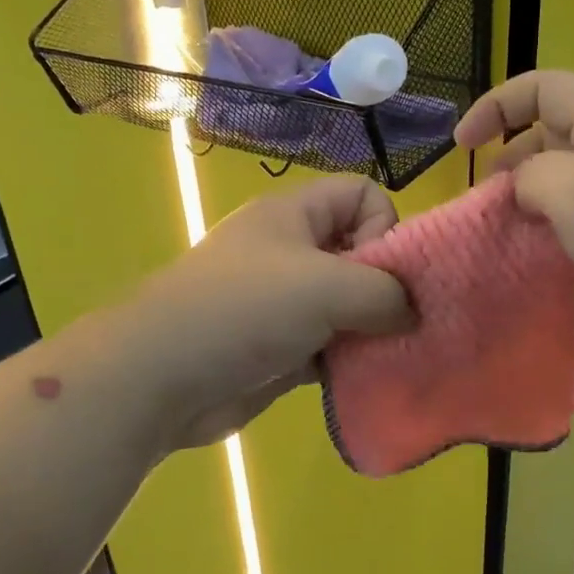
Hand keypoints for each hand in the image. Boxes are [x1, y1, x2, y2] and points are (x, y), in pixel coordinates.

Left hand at [124, 175, 411, 452]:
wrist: (160, 378)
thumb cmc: (244, 310)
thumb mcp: (327, 286)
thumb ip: (385, 292)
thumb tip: (413, 312)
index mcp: (294, 215)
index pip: (361, 193)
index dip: (384, 225)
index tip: (382, 271)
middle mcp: (291, 252)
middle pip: (360, 251)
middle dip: (386, 286)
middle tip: (397, 322)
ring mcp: (283, 302)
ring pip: (348, 305)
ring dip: (372, 330)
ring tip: (387, 355)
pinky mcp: (280, 349)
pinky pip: (331, 346)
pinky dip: (349, 361)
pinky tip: (362, 380)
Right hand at [456, 70, 573, 401]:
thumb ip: (535, 175)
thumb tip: (521, 187)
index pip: (546, 90)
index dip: (498, 105)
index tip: (462, 147)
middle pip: (548, 139)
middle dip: (507, 162)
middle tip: (483, 204)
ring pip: (558, 191)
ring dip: (523, 208)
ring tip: (497, 238)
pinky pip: (572, 235)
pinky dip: (544, 244)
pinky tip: (528, 267)